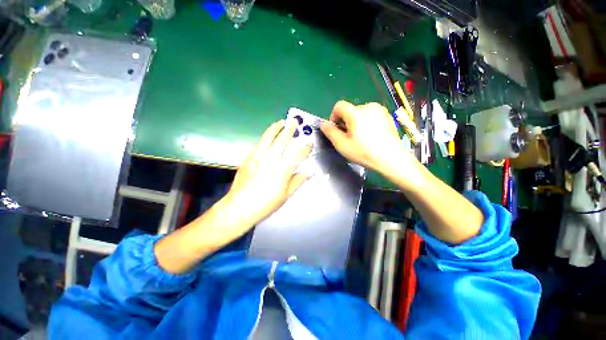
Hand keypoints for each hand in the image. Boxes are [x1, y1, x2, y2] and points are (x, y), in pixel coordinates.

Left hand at [224, 119, 312, 229]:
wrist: (240, 206)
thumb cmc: (266, 203)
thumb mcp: (286, 195)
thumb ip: (298, 180)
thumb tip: (310, 171)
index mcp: (282, 170)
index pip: (297, 155)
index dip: (305, 148)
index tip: (309, 143)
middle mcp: (271, 160)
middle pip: (282, 141)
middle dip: (290, 130)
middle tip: (294, 121)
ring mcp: (258, 157)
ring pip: (268, 138)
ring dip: (275, 128)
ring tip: (280, 122)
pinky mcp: (249, 158)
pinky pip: (258, 144)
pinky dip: (264, 137)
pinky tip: (267, 136)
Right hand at [320, 101, 414, 174]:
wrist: (391, 159)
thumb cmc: (364, 152)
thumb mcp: (342, 144)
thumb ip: (330, 132)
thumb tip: (323, 124)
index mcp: (356, 112)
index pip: (339, 106)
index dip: (334, 117)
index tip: (337, 130)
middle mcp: (369, 106)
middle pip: (350, 110)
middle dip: (346, 122)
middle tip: (349, 138)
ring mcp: (380, 110)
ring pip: (361, 113)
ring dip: (356, 123)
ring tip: (361, 138)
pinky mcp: (387, 116)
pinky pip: (371, 116)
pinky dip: (367, 123)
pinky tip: (371, 136)